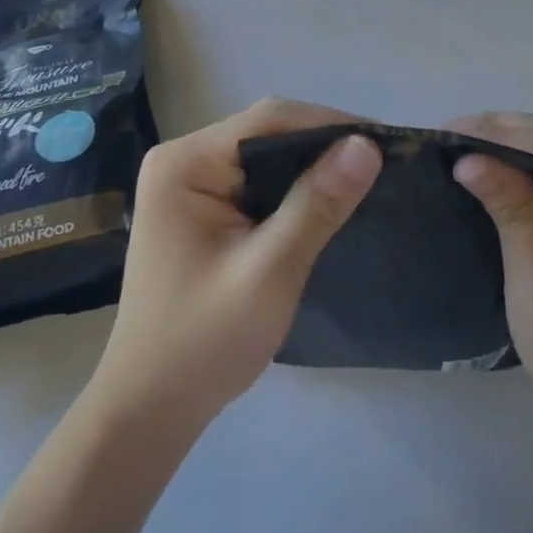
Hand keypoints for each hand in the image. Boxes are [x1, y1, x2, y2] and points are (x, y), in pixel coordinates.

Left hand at [88, 98, 381, 430]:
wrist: (149, 411)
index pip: (268, 120)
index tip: (383, 141)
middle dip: (323, 144)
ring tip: (364, 177)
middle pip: (266, 133)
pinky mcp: (201, 209)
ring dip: (311, 167)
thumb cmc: (204, 343)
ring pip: (264, 156)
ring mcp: (188, 184)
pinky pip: (256, 182)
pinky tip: (326, 201)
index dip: (329, 124)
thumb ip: (317, 204)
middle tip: (381, 162)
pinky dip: (293, 189)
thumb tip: (366, 145)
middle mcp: (182, 160)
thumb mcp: (270, 271)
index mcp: (185, 163)